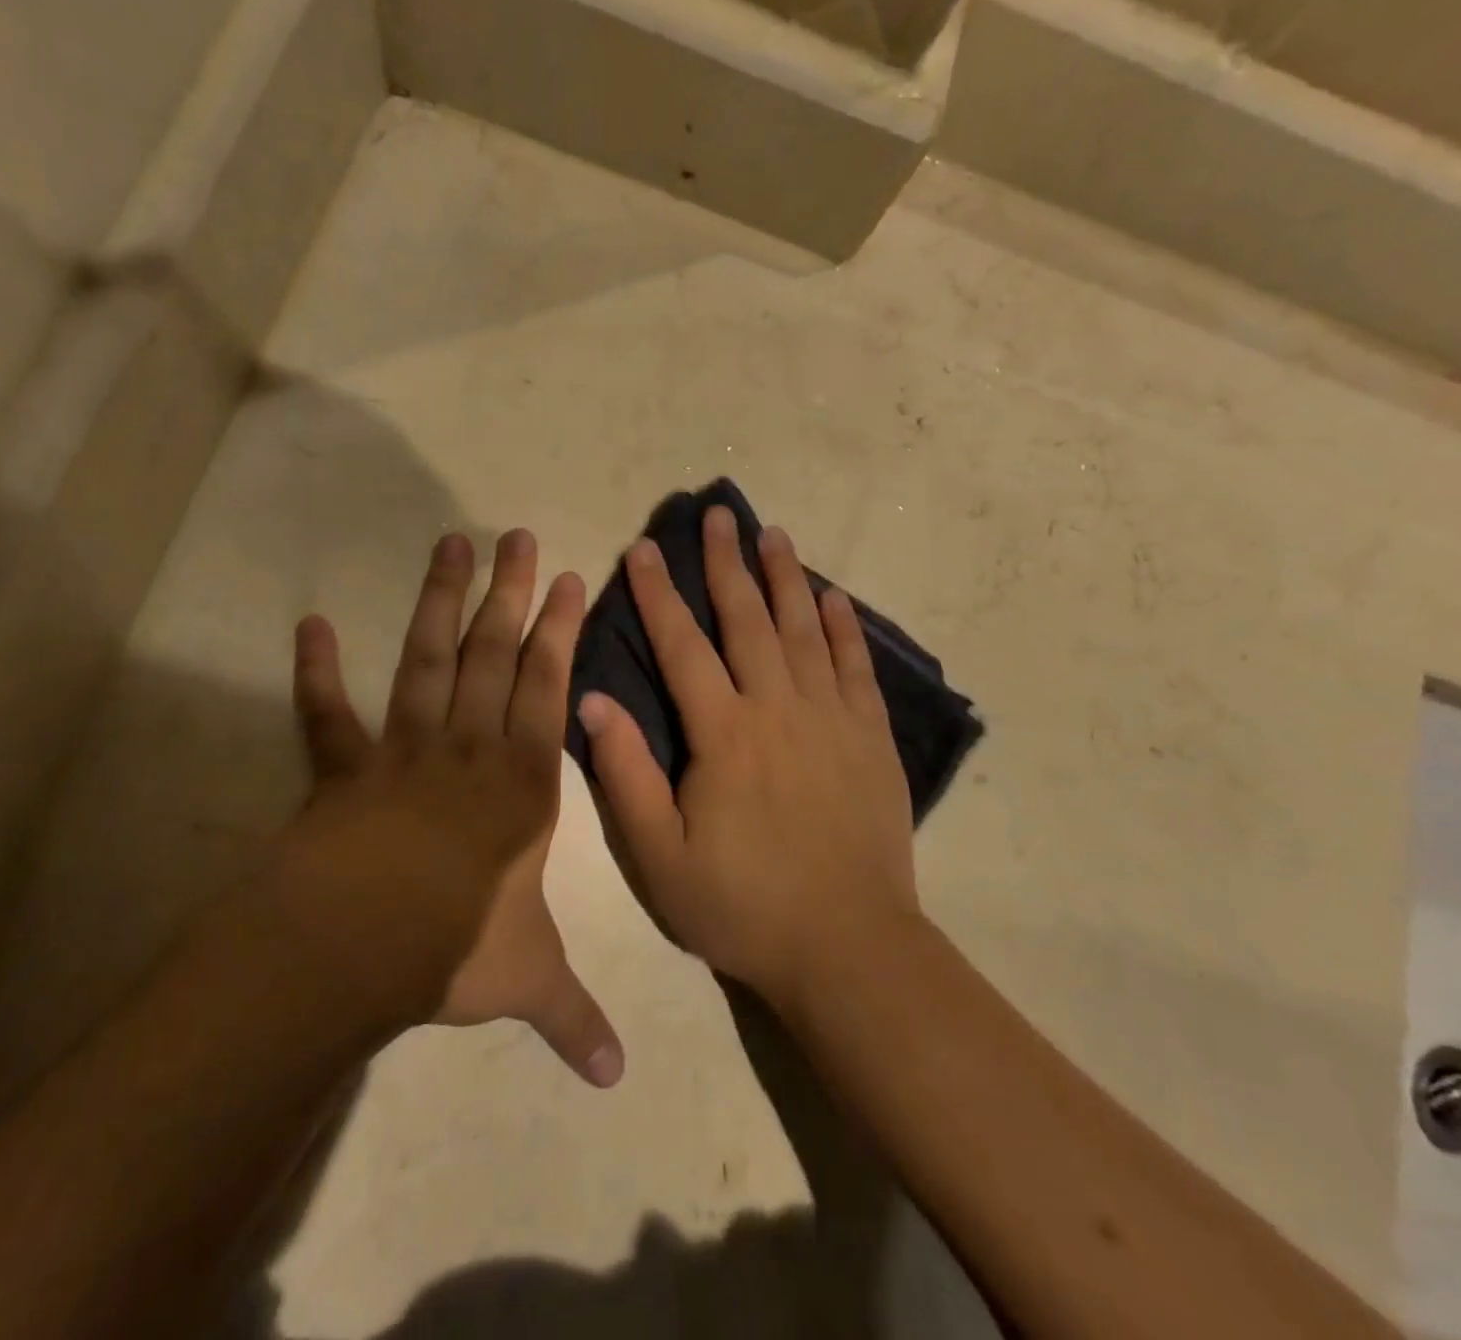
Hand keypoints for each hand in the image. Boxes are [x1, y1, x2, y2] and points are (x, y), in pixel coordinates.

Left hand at [285, 529, 623, 1086]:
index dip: (559, 633)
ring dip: (438, 604)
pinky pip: (327, 716)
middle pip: (492, 656)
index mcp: (520, 783)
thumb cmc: (454, 947)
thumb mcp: (527, 979)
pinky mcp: (341, 770)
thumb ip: (572, 1017)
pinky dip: (317, 672)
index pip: (548, 690)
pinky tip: (311, 624)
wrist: (355, 948)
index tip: (569, 580)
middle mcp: (467, 750)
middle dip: (509, 594)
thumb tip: (617, 1080)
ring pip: (426, 662)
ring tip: (450, 545)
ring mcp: (400, 752)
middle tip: (516, 536)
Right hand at [575, 506, 919, 1009]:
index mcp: (724, 733)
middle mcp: (778, 708)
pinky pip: (855, 667)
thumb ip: (624, 774)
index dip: (658, 595)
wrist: (846, 947)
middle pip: (747, 619)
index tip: (643, 549)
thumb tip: (589, 700)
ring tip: (772, 533)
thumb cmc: (742, 905)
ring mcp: (832, 718)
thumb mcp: (659, 856)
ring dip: (785, 578)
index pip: (683, 646)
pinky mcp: (871, 738)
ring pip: (804, 630)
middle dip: (726, 563)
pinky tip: (833, 598)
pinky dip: (843, 627)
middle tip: (718, 514)